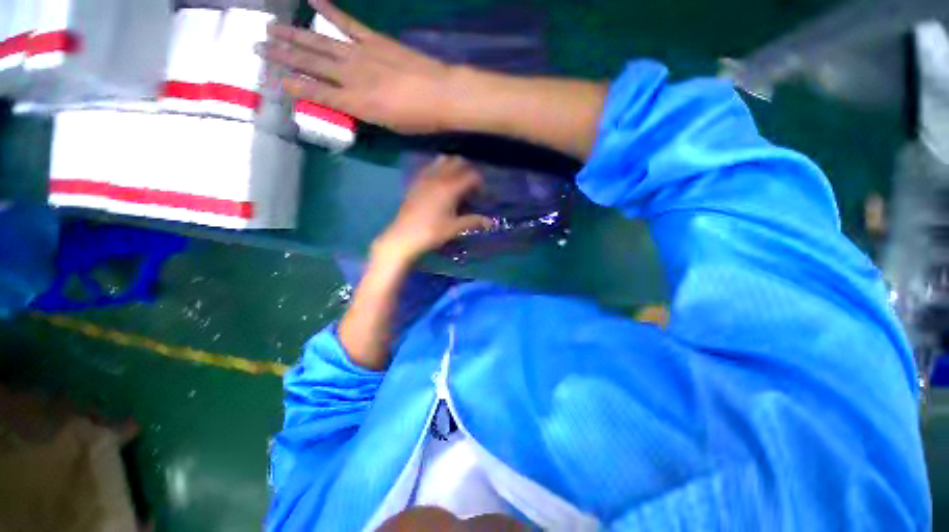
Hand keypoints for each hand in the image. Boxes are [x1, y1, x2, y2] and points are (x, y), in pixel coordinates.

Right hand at [261, 0, 453, 133]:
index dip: (294, 87)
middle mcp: (352, 77)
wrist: (442, 94)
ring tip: (271, 28)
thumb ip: (364, 112)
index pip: (317, 94)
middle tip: (257, 47)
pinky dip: (328, 10)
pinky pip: (347, 22)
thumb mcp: (388, 125)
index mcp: (356, 103)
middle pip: (311, 65)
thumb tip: (346, 103)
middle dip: (283, 56)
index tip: (274, 81)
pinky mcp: (374, 39)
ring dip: (294, 35)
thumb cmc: (418, 119)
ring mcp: (361, 54)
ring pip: (320, 42)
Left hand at [374, 156, 494, 262]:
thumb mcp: (455, 228)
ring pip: (442, 160)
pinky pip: (429, 167)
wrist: (404, 236)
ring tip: (456, 182)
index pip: (471, 175)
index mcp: (450, 188)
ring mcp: (425, 178)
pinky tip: (439, 182)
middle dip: (468, 170)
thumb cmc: (432, 233)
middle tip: (471, 186)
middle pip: (457, 162)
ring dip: (452, 166)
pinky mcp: (416, 182)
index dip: (480, 182)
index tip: (481, 194)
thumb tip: (491, 222)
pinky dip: (438, 169)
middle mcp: (438, 177)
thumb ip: (473, 221)